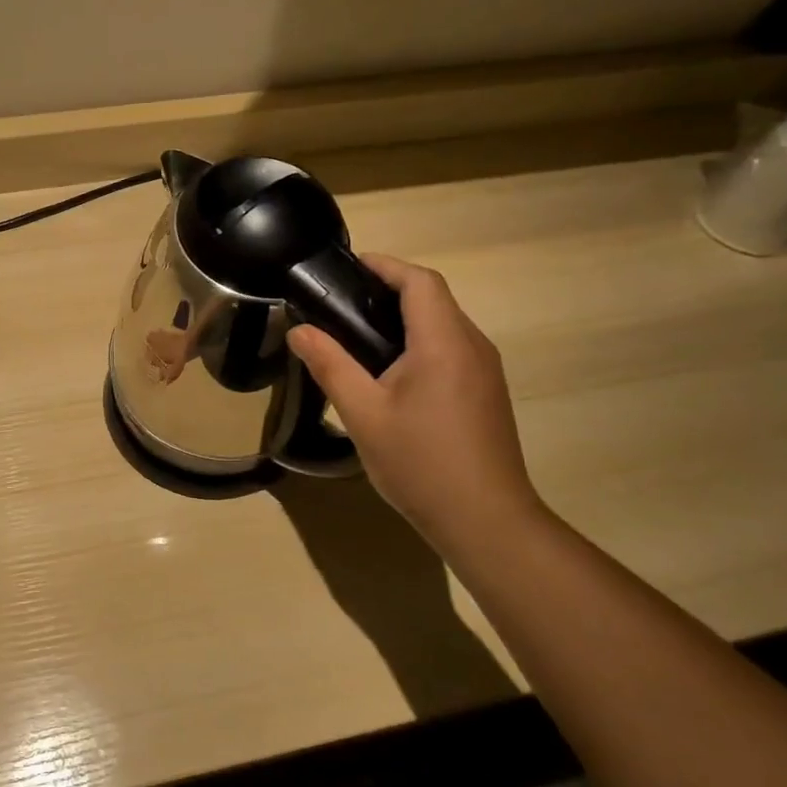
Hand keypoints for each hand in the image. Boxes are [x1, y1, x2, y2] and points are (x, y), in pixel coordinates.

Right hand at [288, 255, 545, 553]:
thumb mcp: (363, 414)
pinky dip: (420, 343)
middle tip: (341, 304)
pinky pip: (452, 349)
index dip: (384, 265)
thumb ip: (330, 365)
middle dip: (389, 290)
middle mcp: (473, 346)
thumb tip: (299, 331)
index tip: (347, 268)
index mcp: (444, 342)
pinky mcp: (487, 393)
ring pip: (444, 325)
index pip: (419, 281)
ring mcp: (486, 370)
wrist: (486, 521)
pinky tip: (391, 372)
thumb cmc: (421, 463)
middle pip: (434, 298)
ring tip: (358, 335)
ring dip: (405, 318)